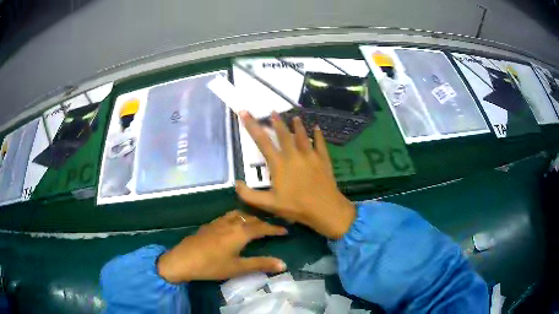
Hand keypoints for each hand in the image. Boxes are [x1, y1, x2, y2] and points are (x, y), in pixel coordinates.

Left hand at [157, 210, 286, 282]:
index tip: (286, 230)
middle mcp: (230, 223)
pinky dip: (237, 218)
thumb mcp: (238, 267)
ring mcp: (217, 222)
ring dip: (249, 217)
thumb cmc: (212, 265)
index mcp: (240, 232)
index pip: (262, 227)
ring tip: (254, 224)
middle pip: (250, 218)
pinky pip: (227, 216)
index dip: (275, 229)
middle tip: (272, 228)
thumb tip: (283, 264)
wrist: (183, 260)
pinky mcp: (208, 225)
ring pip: (238, 214)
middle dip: (263, 222)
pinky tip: (233, 226)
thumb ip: (260, 264)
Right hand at [235, 111, 355, 238]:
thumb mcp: (269, 204)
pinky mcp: (323, 160)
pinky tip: (317, 127)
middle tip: (273, 112)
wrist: (324, 209)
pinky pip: (320, 144)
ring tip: (294, 116)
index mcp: (279, 164)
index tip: (245, 113)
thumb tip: (236, 183)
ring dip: (297, 125)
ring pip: (302, 136)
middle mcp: (294, 155)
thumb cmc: (296, 207)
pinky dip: (318, 135)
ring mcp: (310, 156)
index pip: (262, 141)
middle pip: (283, 134)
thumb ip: (249, 195)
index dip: (252, 126)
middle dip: (277, 122)